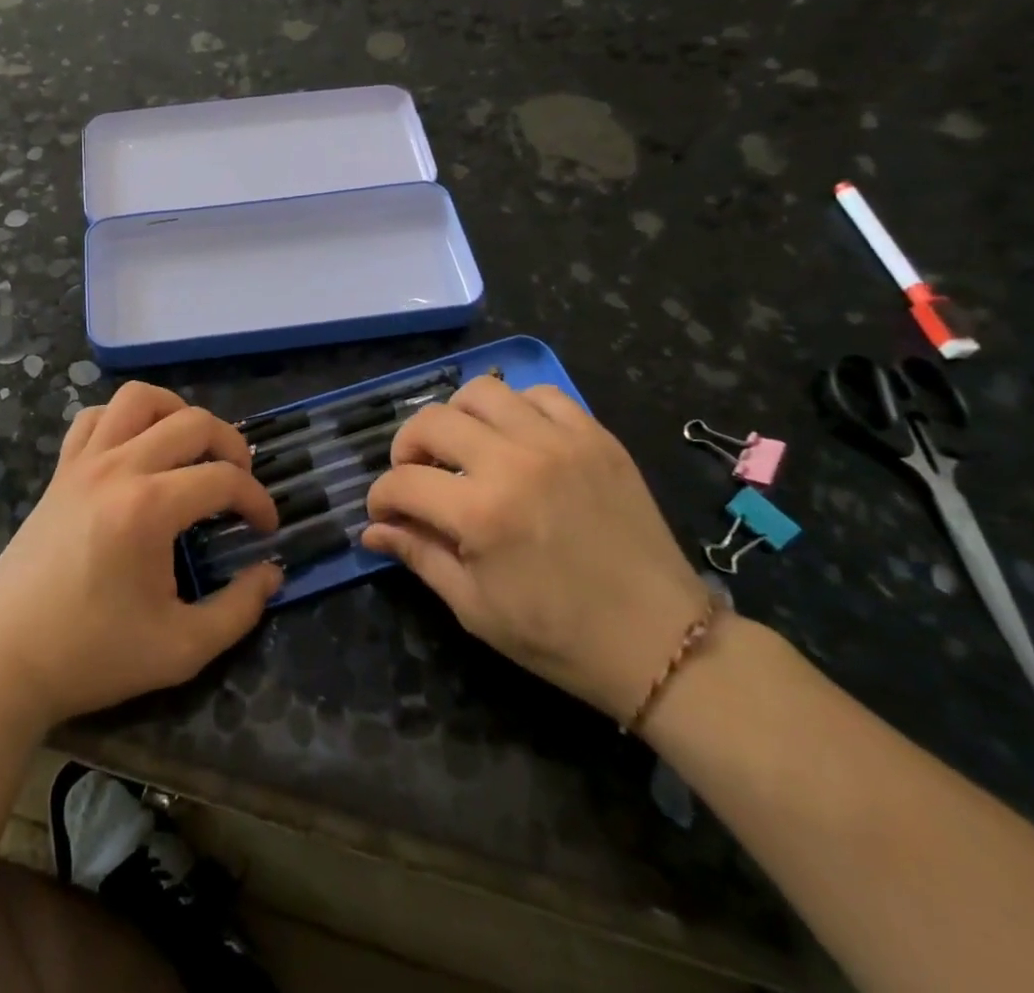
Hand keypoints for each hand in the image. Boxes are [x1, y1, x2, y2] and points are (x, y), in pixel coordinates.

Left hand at [0, 382, 281, 726]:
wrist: (3, 661)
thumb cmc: (93, 655)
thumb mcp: (181, 648)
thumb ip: (238, 609)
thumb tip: (271, 573)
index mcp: (149, 507)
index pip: (224, 479)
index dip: (257, 500)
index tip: (266, 527)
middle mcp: (118, 468)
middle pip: (192, 422)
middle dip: (231, 444)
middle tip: (241, 480)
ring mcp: (83, 463)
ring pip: (139, 399)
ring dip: (177, 413)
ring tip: (191, 448)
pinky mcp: (60, 471)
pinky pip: (94, 417)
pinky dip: (123, 419)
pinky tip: (136, 450)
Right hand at [362, 376, 710, 724]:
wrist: (661, 641)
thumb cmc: (559, 636)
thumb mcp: (475, 607)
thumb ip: (419, 556)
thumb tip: (372, 529)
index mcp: (480, 513)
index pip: (403, 482)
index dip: (381, 497)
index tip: (385, 513)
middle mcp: (514, 462)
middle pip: (432, 421)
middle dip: (407, 447)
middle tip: (416, 474)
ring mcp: (559, 441)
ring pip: (482, 392)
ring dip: (457, 417)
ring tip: (464, 448)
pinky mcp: (595, 436)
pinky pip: (541, 394)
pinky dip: (516, 408)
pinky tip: (516, 439)